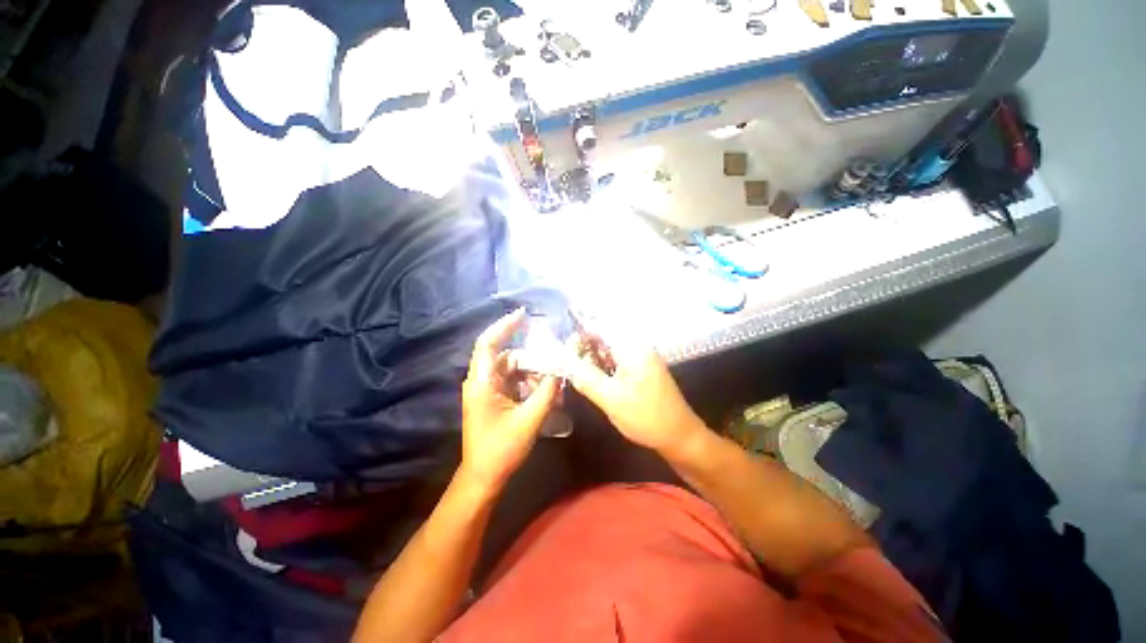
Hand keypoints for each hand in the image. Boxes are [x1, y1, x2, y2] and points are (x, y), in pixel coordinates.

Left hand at [460, 309, 559, 493]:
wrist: (484, 477)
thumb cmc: (502, 449)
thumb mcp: (530, 419)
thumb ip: (547, 391)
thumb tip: (561, 369)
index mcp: (482, 382)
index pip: (488, 343)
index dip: (505, 325)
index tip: (524, 314)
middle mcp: (481, 381)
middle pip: (507, 357)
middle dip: (532, 358)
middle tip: (554, 362)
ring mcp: (487, 390)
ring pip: (513, 369)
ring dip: (533, 373)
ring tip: (552, 382)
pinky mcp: (494, 399)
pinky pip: (514, 382)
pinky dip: (529, 383)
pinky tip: (544, 392)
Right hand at [564, 336, 705, 461]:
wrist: (680, 436)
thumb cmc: (646, 416)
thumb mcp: (610, 397)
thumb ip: (583, 375)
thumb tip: (559, 357)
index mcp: (632, 346)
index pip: (598, 325)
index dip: (577, 334)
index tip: (561, 350)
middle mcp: (637, 345)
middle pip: (603, 335)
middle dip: (583, 346)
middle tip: (566, 365)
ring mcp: (640, 356)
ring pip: (608, 348)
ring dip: (591, 357)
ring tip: (577, 372)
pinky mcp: (640, 368)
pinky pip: (615, 358)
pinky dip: (602, 365)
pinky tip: (594, 378)